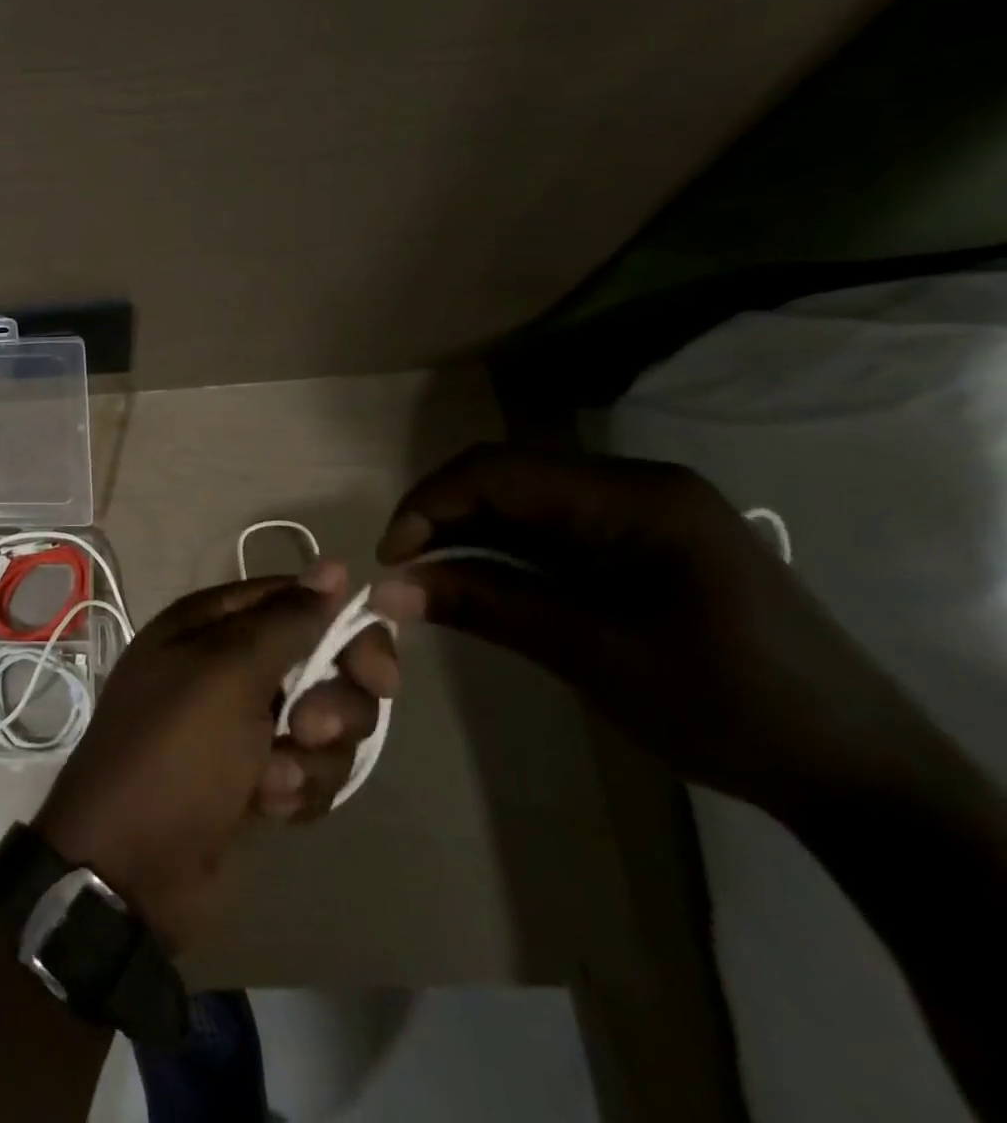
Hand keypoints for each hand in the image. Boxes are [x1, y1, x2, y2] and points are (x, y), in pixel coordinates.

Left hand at [33, 562, 396, 949]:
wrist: (132, 867)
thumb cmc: (175, 752)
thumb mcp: (227, 673)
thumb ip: (286, 621)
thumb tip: (332, 567)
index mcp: (210, 624)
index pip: (295, 599)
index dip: (340, 625)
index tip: (375, 667)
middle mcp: (228, 665)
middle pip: (320, 661)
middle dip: (331, 701)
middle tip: (307, 728)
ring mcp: (243, 723)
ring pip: (323, 721)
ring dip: (311, 756)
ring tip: (272, 779)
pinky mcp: (256, 777)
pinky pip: (309, 769)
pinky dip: (296, 789)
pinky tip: (267, 807)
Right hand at [371, 444, 906, 813]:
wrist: (857, 772)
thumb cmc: (727, 706)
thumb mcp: (591, 654)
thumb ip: (485, 605)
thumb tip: (387, 590)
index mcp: (635, 496)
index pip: (499, 471)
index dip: (429, 505)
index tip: (390, 560)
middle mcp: (635, 485)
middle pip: (507, 478)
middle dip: (443, 519)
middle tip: (404, 574)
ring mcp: (641, 512)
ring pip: (523, 503)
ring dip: (469, 537)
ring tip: (432, 584)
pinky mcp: (640, 543)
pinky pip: (551, 530)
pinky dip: (504, 554)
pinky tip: (482, 585)